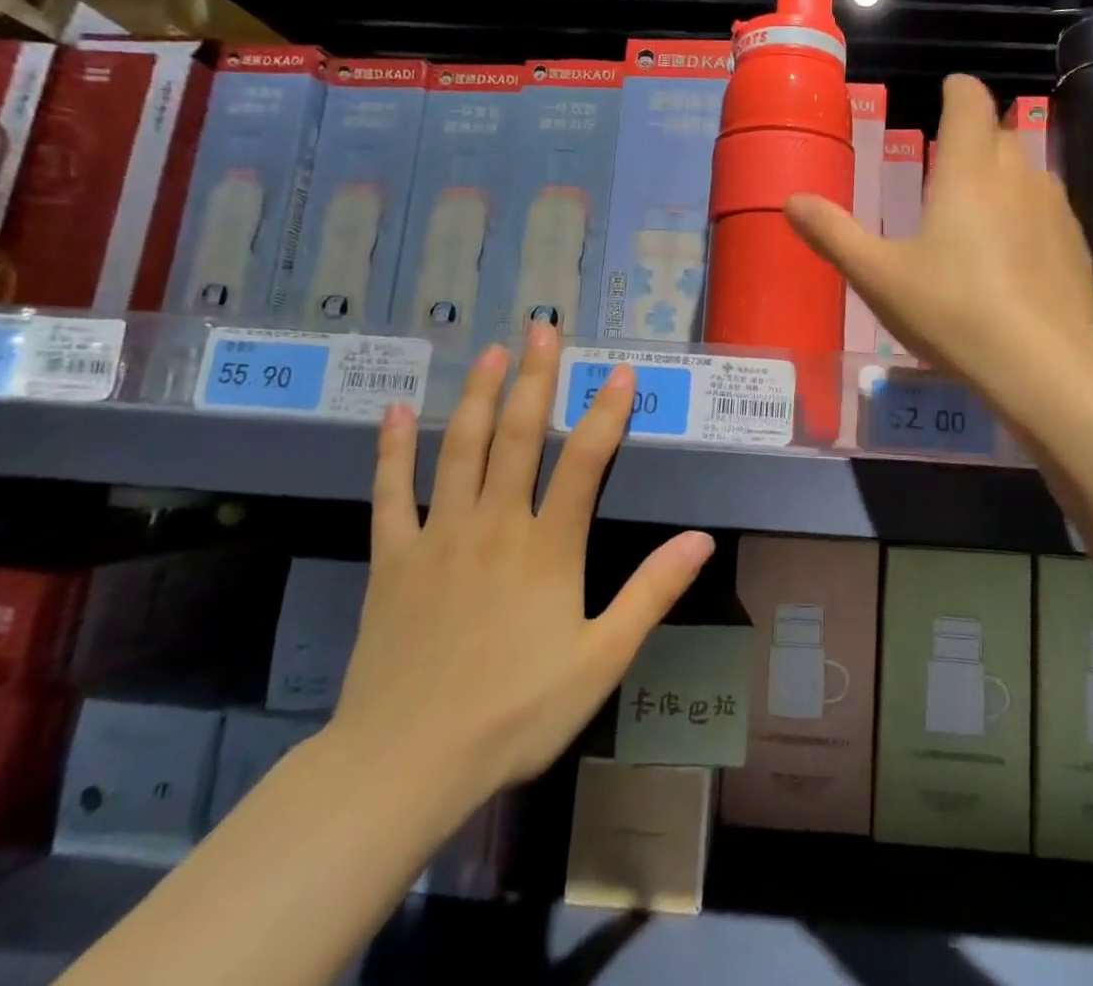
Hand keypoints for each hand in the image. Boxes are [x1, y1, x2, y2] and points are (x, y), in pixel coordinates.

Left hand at [328, 324, 714, 834]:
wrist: (406, 763)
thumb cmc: (515, 713)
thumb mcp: (600, 660)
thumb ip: (651, 594)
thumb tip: (701, 539)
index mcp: (547, 548)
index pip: (585, 462)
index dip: (606, 413)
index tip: (619, 371)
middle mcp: (495, 525)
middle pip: (519, 437)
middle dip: (535, 379)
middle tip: (542, 328)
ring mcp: (439, 536)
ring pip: (461, 450)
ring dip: (479, 396)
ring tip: (491, 353)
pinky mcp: (393, 558)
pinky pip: (391, 493)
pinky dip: (393, 450)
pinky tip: (396, 411)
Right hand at [786, 74, 1092, 415]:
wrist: (1046, 368)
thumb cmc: (953, 312)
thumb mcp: (879, 277)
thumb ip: (834, 234)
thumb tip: (792, 200)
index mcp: (968, 171)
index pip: (970, 102)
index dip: (957, 90)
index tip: (946, 91)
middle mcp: (1019, 176)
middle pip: (999, 135)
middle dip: (974, 139)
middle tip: (944, 168)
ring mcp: (1056, 210)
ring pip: (1027, 173)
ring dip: (1001, 179)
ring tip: (973, 215)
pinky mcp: (1077, 247)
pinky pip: (1046, 212)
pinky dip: (1025, 218)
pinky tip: (1010, 260)